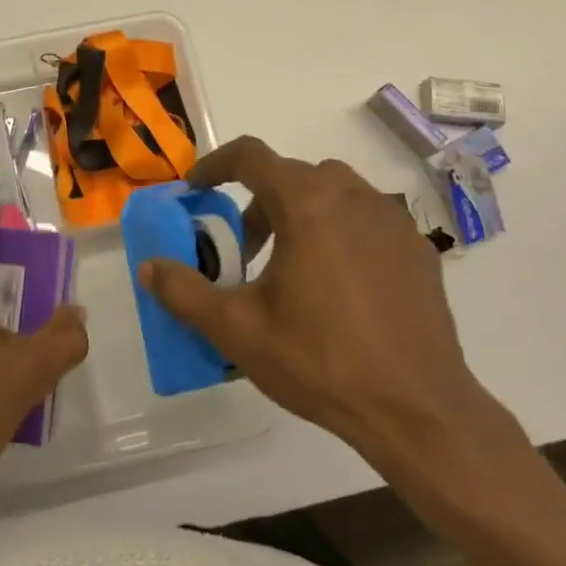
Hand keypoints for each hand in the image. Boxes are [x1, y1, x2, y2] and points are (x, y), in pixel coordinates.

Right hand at [140, 137, 518, 478]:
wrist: (418, 410)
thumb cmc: (321, 361)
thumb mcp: (238, 330)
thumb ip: (185, 292)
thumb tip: (148, 266)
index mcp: (307, 202)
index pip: (251, 156)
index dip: (216, 165)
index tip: (197, 189)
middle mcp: (352, 194)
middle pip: (291, 176)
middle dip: (258, 202)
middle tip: (243, 249)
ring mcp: (391, 218)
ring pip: (332, 193)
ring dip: (300, 214)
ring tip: (290, 268)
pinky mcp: (417, 246)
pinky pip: (366, 220)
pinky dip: (340, 232)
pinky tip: (339, 286)